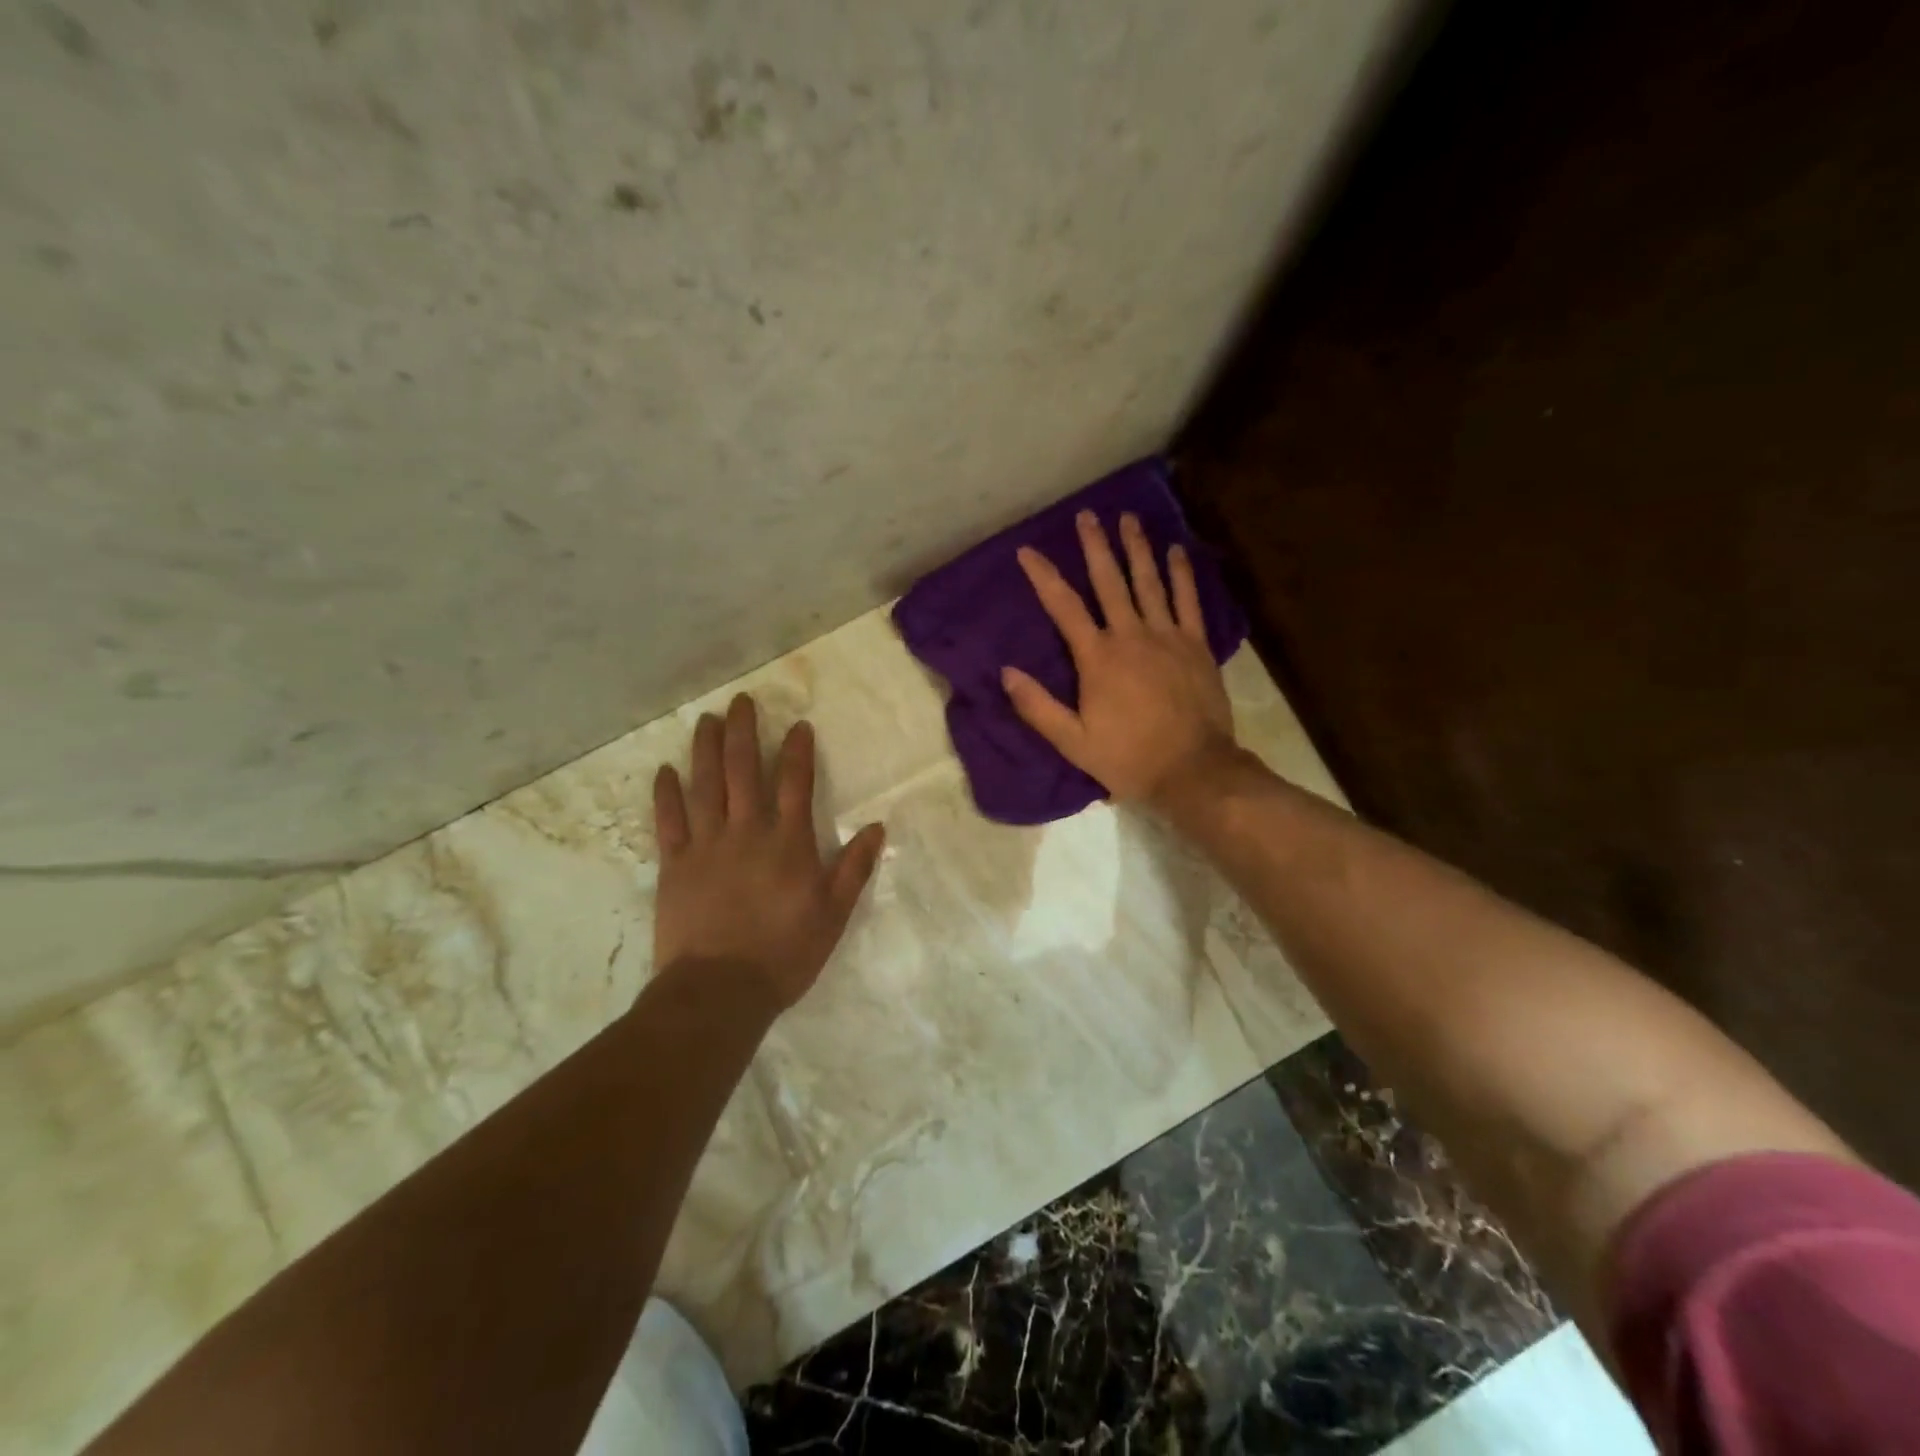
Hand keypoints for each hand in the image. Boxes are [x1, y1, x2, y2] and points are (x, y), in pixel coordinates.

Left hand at [651, 694, 885, 1011]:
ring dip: (704, 749)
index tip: (797, 725)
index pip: (795, 782)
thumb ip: (855, 868)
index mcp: (788, 842)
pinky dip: (666, 794)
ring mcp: (706, 845)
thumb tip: (877, 827)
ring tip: (706, 719)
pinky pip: (669, 821)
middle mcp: (747, 831)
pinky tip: (665, 770)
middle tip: (741, 701)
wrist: (720, 990)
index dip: (797, 750)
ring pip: (704, 785)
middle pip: (743, 770)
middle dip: (743, 732)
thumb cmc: (785, 953)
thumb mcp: (834, 914)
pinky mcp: (675, 864)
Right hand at [1002, 510, 1236, 806]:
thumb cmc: (1127, 758)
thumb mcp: (1072, 741)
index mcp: (1097, 657)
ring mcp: (1168, 637)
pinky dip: (1181, 574)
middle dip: (1095, 547)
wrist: (1192, 770)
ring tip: (1128, 518)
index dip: (1043, 576)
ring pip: (1149, 582)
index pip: (1064, 607)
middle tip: (1087, 516)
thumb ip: (1037, 706)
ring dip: (1137, 548)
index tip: (1028, 551)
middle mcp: (1131, 635)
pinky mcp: (1196, 646)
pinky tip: (1175, 551)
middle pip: (1109, 581)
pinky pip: (1188, 601)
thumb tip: (1006, 672)